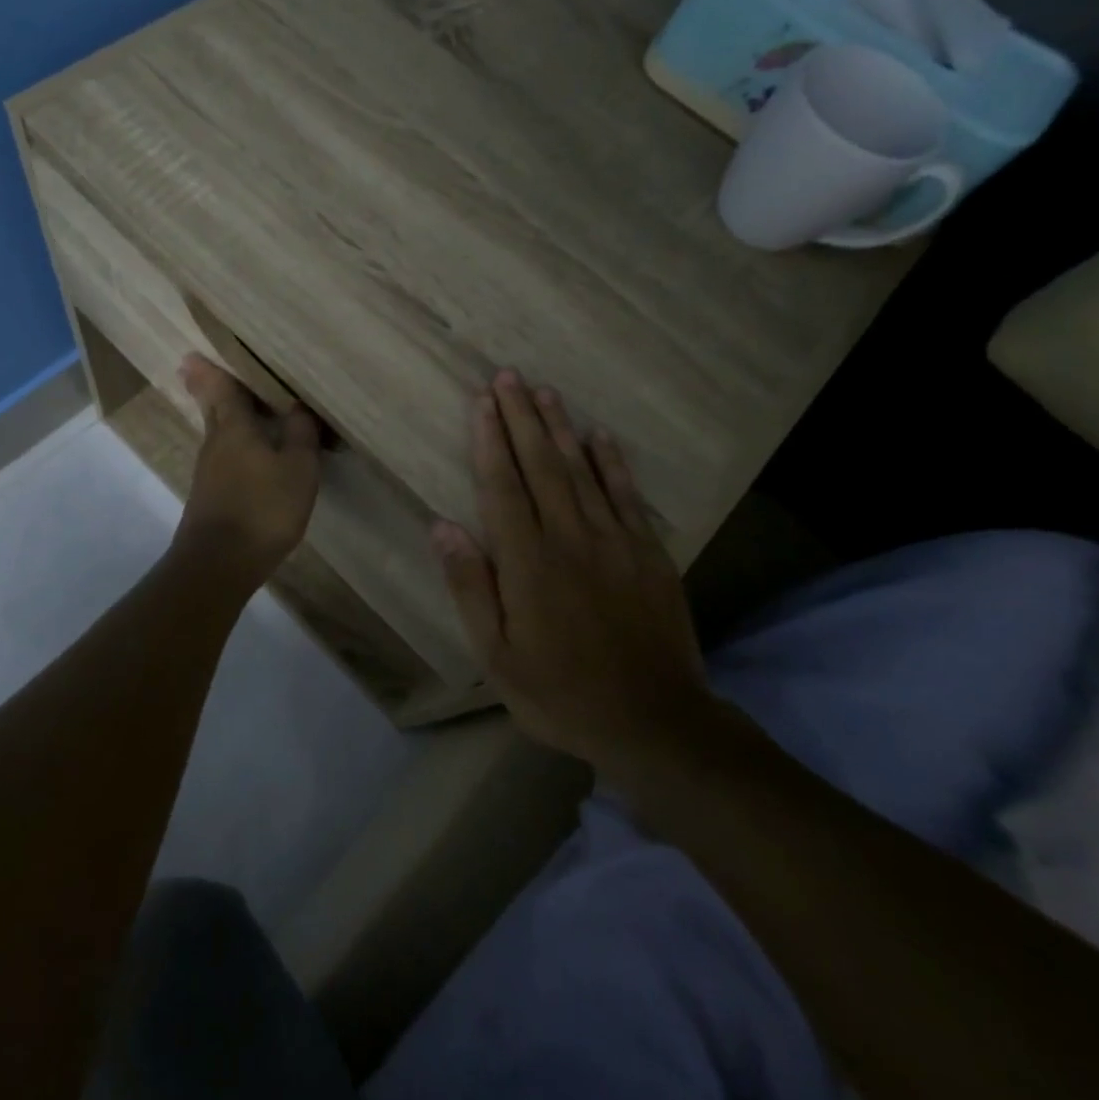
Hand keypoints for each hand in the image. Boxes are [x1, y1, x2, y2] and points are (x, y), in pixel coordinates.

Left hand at [173, 353, 321, 586]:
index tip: (193, 355)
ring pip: (216, 433)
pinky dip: (230, 445)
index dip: (211, 371)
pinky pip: (222, 456)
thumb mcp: (298, 469)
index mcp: (234, 428)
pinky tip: (244, 453)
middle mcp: (216, 443)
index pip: (221, 390)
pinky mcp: (209, 496)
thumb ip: (301, 435)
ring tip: (233, 405)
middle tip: (196, 369)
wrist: (219, 563)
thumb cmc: (263, 508)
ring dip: (220, 416)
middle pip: (212, 408)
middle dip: (206, 388)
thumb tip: (298, 406)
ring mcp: (208, 472)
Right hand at [431, 371, 707, 771]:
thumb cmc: (562, 693)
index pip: (502, 486)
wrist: (656, 722)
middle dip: (522, 417)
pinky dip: (612, 461)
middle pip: (541, 465)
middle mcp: (570, 538)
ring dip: (560, 428)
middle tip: (508, 376)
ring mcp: (615, 541)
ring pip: (582, 470)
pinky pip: (627, 495)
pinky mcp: (649, 553)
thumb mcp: (497, 656)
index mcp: (528, 563)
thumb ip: (471, 587)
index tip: (482, 402)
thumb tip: (442, 527)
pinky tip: (600, 434)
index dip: (490, 441)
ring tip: (544, 391)